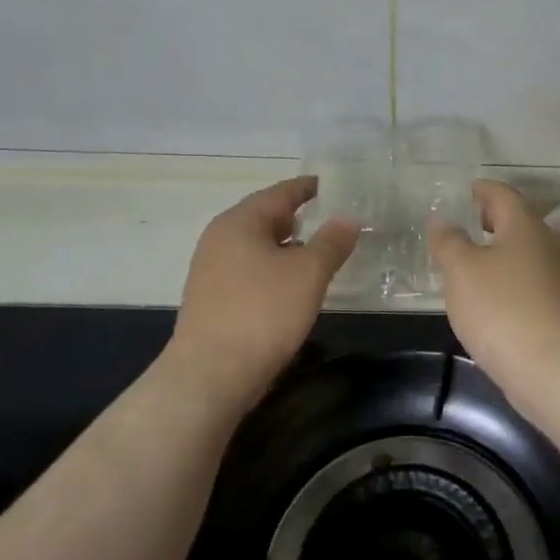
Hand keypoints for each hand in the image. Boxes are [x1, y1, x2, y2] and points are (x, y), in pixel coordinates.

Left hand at [170, 177, 358, 410]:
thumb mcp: (309, 273)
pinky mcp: (212, 299)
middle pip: (264, 217)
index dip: (307, 188)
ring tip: (317, 253)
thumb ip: (332, 242)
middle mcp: (220, 238)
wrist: (210, 375)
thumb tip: (349, 218)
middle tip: (330, 218)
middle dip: (297, 217)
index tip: (330, 185)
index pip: (280, 193)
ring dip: (286, 246)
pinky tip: (292, 287)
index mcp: (240, 222)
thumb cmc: (263, 312)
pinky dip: (272, 269)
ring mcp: (211, 270)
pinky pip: (248, 270)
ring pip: (256, 246)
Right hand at [429, 181, 559, 391]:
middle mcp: (543, 245)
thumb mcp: (461, 270)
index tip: (468, 189)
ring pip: (521, 253)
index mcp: (523, 225)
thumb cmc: (501, 308)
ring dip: (498, 250)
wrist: (551, 368)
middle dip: (493, 218)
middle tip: (467, 218)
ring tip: (469, 257)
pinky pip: (523, 280)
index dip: (484, 189)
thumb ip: (449, 242)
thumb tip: (442, 220)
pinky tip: (486, 295)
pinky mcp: (552, 309)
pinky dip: (504, 277)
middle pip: (517, 221)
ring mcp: (551, 279)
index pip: (503, 194)